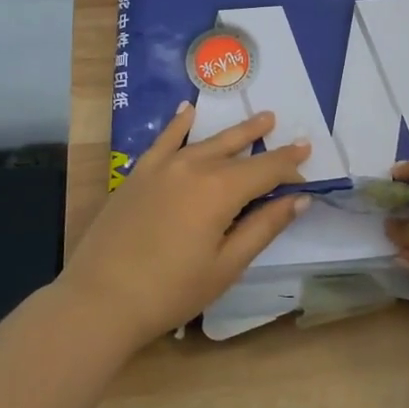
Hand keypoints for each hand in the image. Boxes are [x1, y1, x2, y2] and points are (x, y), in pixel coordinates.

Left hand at [58, 103, 311, 350]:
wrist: (100, 298)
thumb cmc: (171, 290)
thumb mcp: (226, 265)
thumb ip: (263, 227)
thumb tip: (299, 199)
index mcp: (221, 189)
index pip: (267, 170)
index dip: (290, 168)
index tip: (308, 169)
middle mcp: (194, 166)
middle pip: (239, 149)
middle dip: (267, 142)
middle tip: (290, 133)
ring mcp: (163, 166)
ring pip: (207, 140)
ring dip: (235, 131)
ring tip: (260, 119)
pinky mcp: (139, 173)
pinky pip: (165, 139)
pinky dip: (180, 123)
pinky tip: (188, 110)